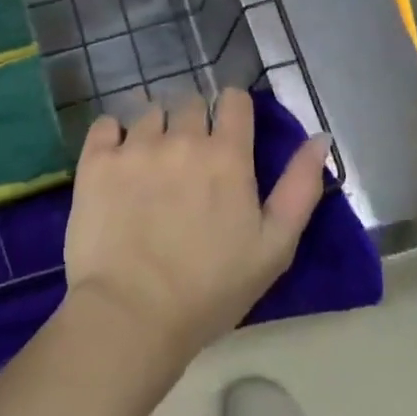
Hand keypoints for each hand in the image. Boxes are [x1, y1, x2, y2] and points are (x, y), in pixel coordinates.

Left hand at [63, 89, 330, 362]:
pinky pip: (105, 124)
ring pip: (148, 112)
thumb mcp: (274, 247)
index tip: (228, 133)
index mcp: (227, 155)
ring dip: (154, 130)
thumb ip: (300, 187)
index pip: (234, 100)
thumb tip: (319, 137)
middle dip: (193, 122)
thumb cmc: (211, 289)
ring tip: (150, 166)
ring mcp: (135, 146)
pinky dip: (112, 136)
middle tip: (188, 161)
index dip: (233, 111)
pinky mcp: (96, 160)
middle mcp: (181, 138)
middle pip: (190, 102)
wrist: (132, 315)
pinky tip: (116, 163)